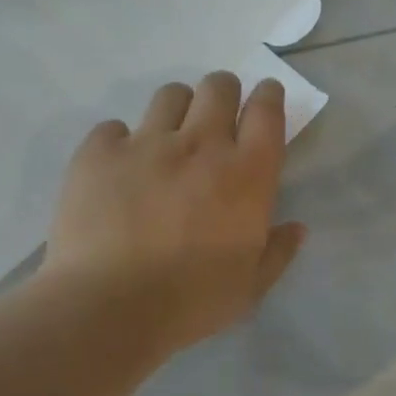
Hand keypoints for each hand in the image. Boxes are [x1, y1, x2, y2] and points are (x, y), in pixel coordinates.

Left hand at [40, 73, 305, 357]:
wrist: (108, 308)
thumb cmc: (191, 301)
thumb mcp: (251, 287)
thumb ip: (278, 252)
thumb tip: (297, 228)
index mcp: (247, 173)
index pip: (267, 110)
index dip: (269, 96)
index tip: (265, 98)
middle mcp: (201, 144)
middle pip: (219, 87)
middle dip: (224, 92)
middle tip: (217, 118)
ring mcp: (146, 144)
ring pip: (170, 95)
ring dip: (177, 110)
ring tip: (168, 139)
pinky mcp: (99, 153)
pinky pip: (113, 128)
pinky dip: (120, 142)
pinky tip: (119, 170)